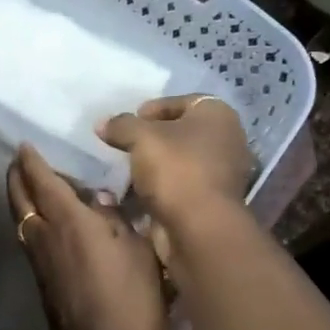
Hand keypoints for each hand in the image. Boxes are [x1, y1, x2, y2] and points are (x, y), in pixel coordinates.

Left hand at [7, 144, 164, 329]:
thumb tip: (98, 200)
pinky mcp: (42, 284)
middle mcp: (44, 236)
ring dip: (21, 199)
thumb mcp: (137, 250)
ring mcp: (39, 262)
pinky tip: (45, 225)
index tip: (24, 145)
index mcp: (68, 220)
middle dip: (16, 176)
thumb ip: (115, 219)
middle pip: (20, 198)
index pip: (41, 180)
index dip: (31, 160)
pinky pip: (30, 240)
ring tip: (30, 187)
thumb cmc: (131, 299)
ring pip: (21, 220)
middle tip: (18, 162)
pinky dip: (31, 222)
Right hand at [97, 95, 254, 229]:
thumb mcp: (141, 137)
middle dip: (150, 140)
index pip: (181, 102)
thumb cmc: (176, 169)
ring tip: (125, 171)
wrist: (199, 227)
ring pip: (178, 162)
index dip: (152, 109)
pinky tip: (135, 193)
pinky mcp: (210, 201)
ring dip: (151, 166)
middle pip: (179, 133)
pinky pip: (179, 187)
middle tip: (124, 146)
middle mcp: (227, 140)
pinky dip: (158, 188)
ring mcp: (221, 173)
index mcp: (218, 115)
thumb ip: (121, 125)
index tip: (129, 124)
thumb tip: (103, 123)